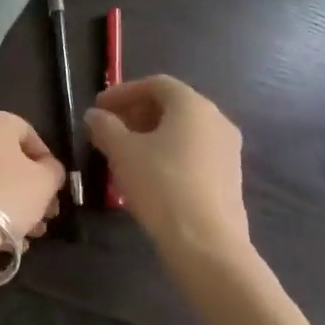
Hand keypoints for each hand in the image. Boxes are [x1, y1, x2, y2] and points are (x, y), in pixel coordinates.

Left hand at [0, 110, 64, 242]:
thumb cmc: (4, 196)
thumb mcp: (45, 183)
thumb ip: (52, 170)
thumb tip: (47, 168)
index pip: (26, 133)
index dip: (45, 162)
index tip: (53, 189)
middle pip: (0, 158)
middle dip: (24, 187)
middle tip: (40, 217)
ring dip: (1, 201)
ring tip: (19, 235)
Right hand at [85, 76, 250, 253]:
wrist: (206, 241)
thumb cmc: (160, 184)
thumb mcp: (122, 152)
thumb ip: (105, 127)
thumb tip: (95, 115)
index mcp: (193, 106)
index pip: (156, 84)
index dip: (123, 92)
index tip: (98, 108)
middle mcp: (216, 120)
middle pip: (171, 105)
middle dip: (136, 114)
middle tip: (108, 130)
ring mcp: (227, 149)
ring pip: (183, 131)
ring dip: (150, 135)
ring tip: (123, 154)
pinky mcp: (229, 176)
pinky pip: (193, 152)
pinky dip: (168, 152)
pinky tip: (148, 174)